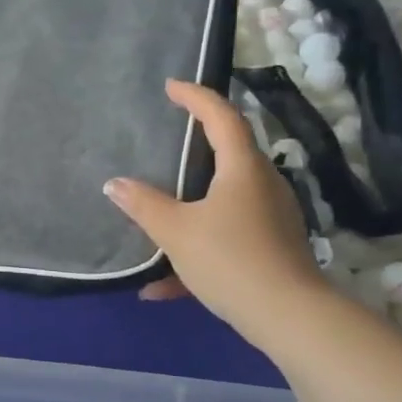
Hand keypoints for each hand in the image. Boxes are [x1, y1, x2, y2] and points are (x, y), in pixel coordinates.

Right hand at [103, 79, 331, 349]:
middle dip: (198, 147)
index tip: (172, 86)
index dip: (197, 97)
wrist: (287, 315)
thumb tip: (115, 184)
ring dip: (191, 205)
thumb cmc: (229, 258)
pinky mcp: (271, 248)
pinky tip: (162, 286)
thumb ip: (143, 205)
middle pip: (229, 155)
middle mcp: (263, 185)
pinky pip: (227, 237)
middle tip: (169, 140)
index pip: (222, 118)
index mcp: (242, 169)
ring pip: (224, 200)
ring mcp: (271, 218)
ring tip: (158, 214)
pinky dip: (196, 250)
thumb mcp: (175, 231)